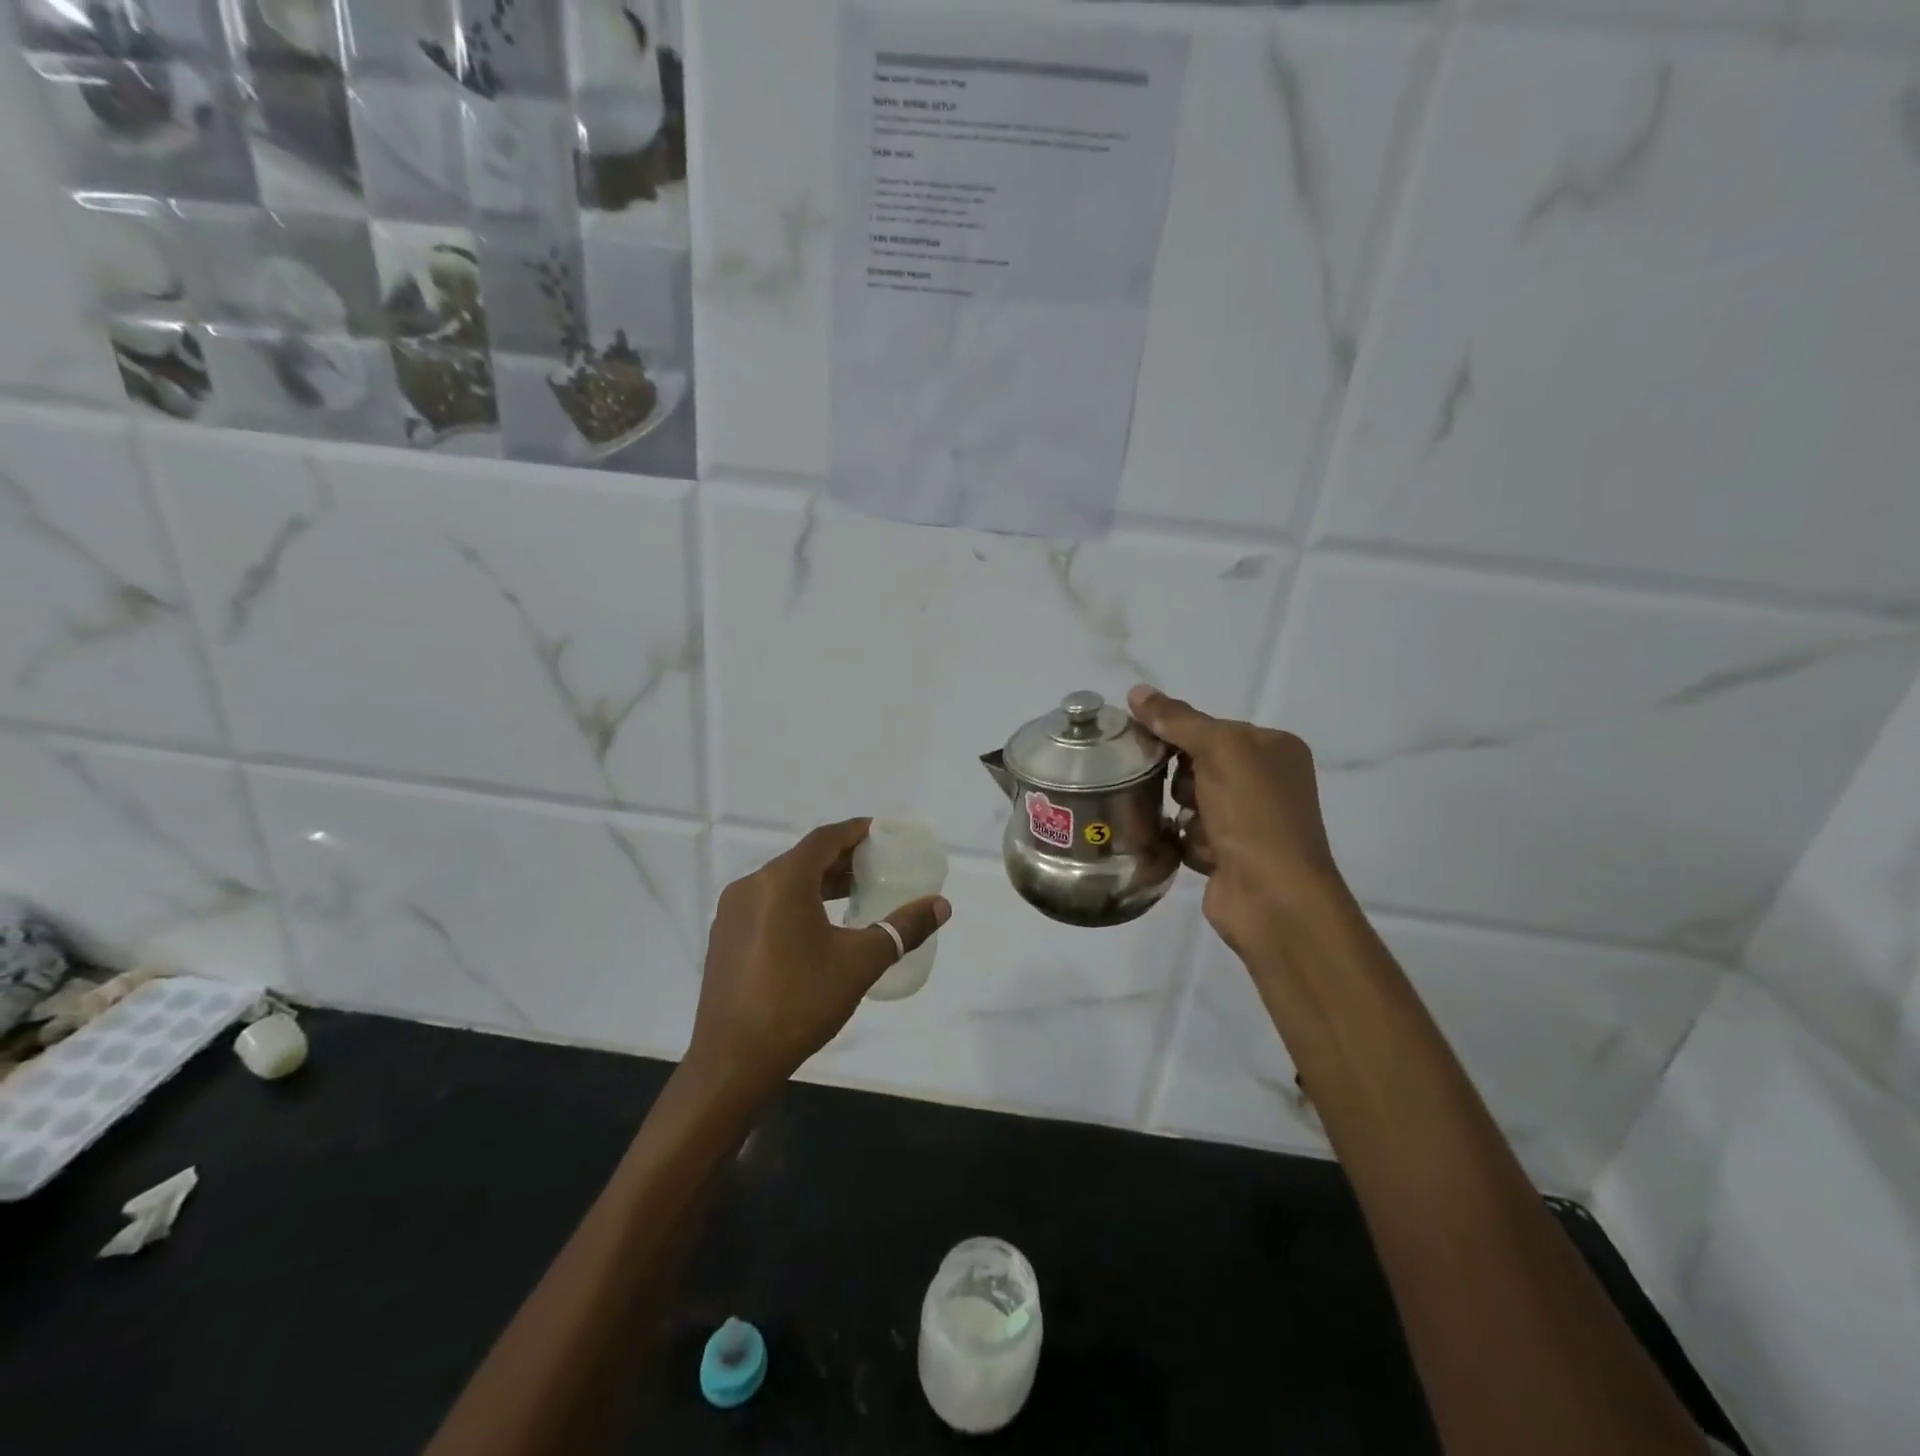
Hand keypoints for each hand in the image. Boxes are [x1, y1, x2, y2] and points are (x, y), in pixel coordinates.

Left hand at [687, 818, 951, 1099]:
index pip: (824, 839)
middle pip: (803, 858)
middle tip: (876, 866)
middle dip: (840, 858)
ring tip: (854, 894)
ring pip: (783, 882)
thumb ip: (903, 928)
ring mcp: (732, 913)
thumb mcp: (861, 963)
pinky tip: (816, 927)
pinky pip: (766, 904)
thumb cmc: (800, 1002)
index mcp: (782, 881)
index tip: (881, 832)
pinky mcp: (725, 938)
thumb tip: (942, 905)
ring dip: (818, 882)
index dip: (855, 831)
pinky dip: (795, 902)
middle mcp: (751, 886)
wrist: (733, 1061)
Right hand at [1128, 685, 1345, 961]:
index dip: (1176, 732)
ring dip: (1181, 810)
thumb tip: (1136, 692)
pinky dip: (1185, 840)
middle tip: (1172, 787)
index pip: (1211, 727)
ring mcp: (1249, 821)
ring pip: (1190, 800)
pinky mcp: (1229, 855)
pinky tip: (1191, 849)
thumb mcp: (1219, 750)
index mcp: (1273, 748)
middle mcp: (1265, 781)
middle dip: (1180, 776)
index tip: (1142, 740)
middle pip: (1197, 762)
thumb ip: (1178, 720)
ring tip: (1187, 824)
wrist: (1273, 897)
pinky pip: (1189, 834)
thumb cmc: (1253, 814)